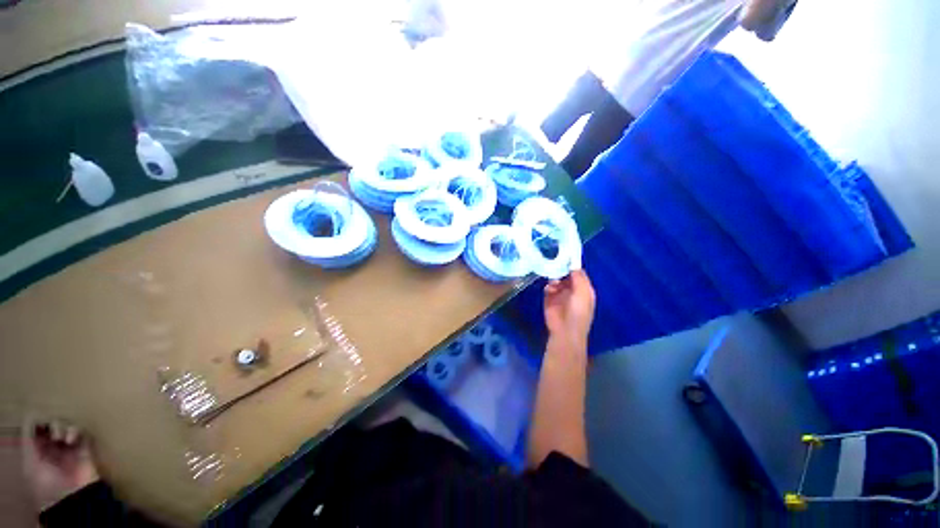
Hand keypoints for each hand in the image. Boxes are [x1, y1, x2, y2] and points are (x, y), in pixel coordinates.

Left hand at [21, 417, 99, 511]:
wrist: (71, 495)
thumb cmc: (46, 481)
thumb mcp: (31, 463)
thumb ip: (29, 442)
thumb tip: (31, 417)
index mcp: (40, 449)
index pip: (39, 430)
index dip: (39, 423)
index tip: (39, 421)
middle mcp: (54, 446)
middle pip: (54, 425)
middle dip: (53, 424)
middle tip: (54, 432)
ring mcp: (71, 447)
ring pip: (68, 426)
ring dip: (64, 428)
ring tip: (63, 438)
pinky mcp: (85, 447)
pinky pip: (83, 432)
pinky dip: (77, 431)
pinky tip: (72, 439)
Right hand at [543, 270, 595, 346]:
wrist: (564, 330)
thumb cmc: (578, 312)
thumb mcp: (583, 293)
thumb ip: (579, 278)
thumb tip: (573, 264)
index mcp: (584, 288)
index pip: (578, 272)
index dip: (572, 264)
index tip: (564, 254)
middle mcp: (572, 288)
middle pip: (565, 273)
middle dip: (561, 268)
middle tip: (555, 263)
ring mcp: (560, 292)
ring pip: (556, 278)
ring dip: (554, 277)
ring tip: (553, 281)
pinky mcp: (549, 297)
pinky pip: (548, 286)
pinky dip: (548, 285)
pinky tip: (549, 288)